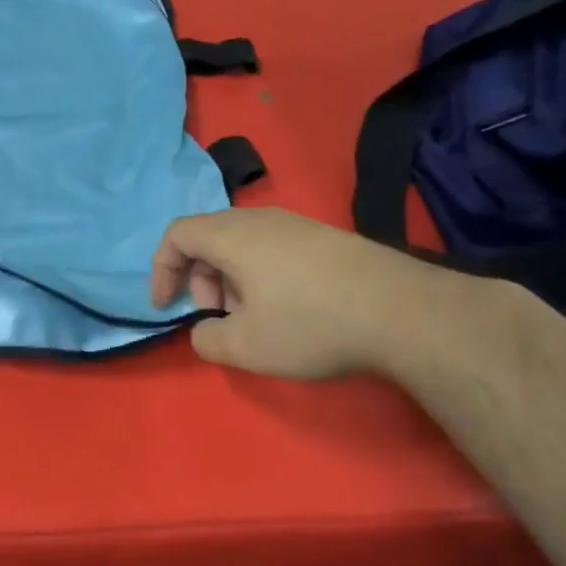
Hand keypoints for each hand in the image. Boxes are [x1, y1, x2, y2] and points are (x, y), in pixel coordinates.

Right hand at [150, 208, 446, 379]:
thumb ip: (206, 340)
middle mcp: (261, 220)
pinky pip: (273, 248)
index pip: (177, 235)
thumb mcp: (244, 346)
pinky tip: (287, 310)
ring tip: (252, 318)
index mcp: (232, 236)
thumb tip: (205, 331)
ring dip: (230, 280)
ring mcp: (298, 225)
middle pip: (208, 237)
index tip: (166, 307)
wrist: (405, 313)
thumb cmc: (310, 325)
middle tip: (216, 317)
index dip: (161, 270)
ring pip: (242, 244)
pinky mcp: (326, 238)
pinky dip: (260, 275)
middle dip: (199, 279)